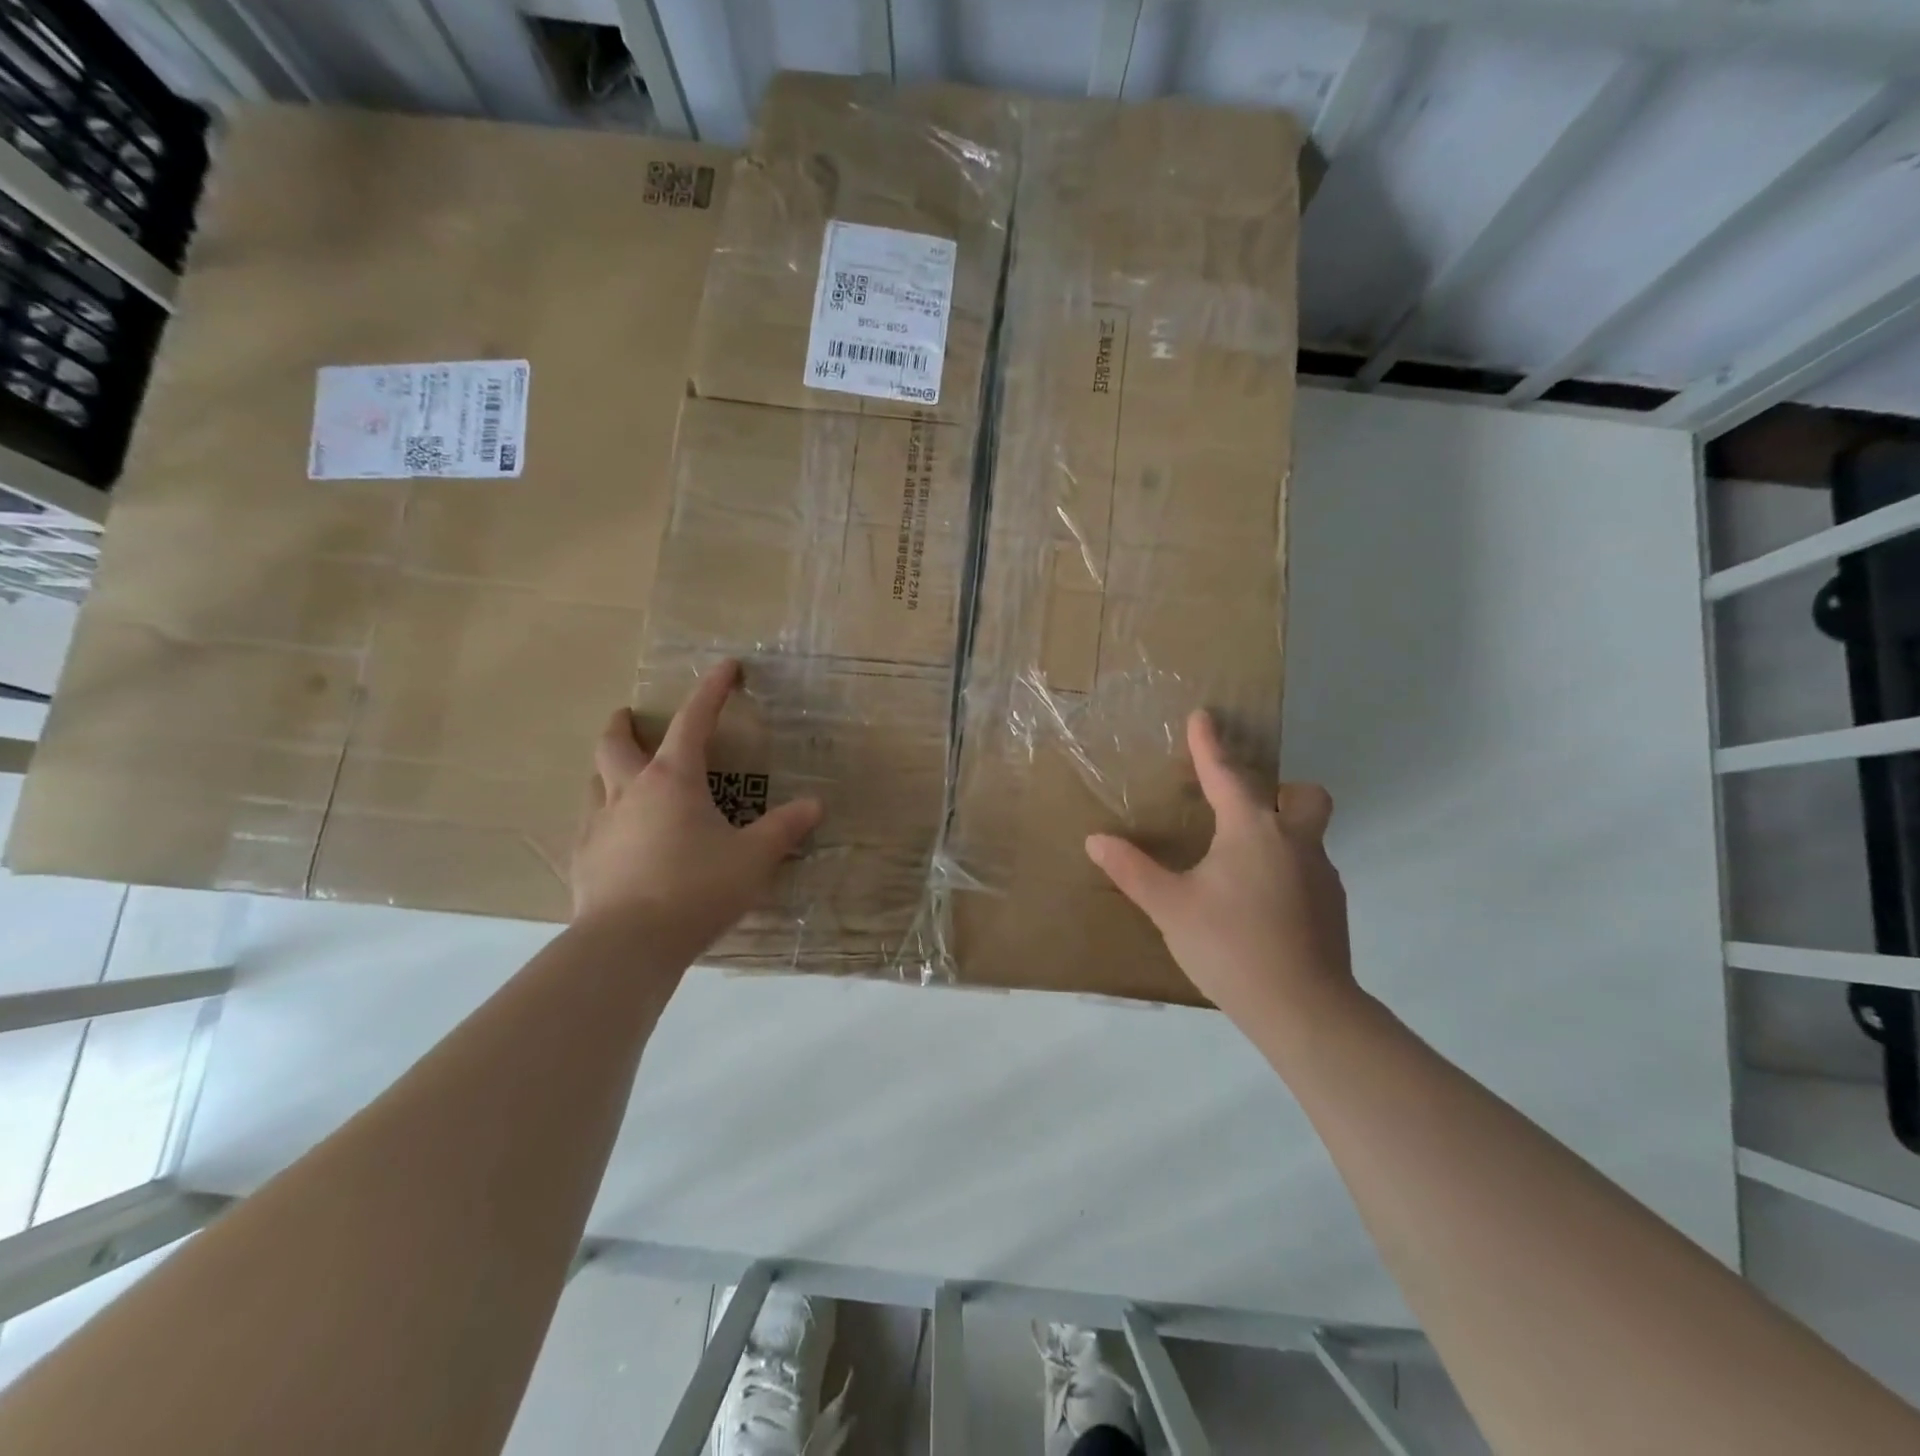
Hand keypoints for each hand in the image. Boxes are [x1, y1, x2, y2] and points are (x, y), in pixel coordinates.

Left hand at [572, 659, 822, 956]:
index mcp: (674, 780)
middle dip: (624, 724)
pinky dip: (604, 814)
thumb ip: (784, 829)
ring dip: (608, 767)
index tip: (727, 667)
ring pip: (595, 780)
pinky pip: (590, 822)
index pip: (695, 721)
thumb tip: (815, 805)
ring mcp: (599, 824)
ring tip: (621, 773)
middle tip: (630, 715)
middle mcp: (630, 791)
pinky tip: (616, 835)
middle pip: (616, 743)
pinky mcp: (583, 858)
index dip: (712, 690)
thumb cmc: (697, 889)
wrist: (629, 943)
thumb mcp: (753, 858)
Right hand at [1085, 710, 1356, 1032]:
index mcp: (1252, 830)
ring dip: (1282, 833)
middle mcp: (1294, 841)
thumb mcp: (1170, 907)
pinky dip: (1287, 870)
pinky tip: (1260, 905)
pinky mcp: (1333, 907)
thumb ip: (1132, 870)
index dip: (1209, 745)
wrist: (1303, 1009)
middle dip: (1281, 789)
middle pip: (1304, 795)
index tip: (1203, 716)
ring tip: (1241, 866)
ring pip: (1309, 834)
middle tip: (1245, 810)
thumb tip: (1095, 840)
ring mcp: (1321, 875)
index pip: (1226, 774)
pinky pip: (1310, 869)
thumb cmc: (1230, 945)